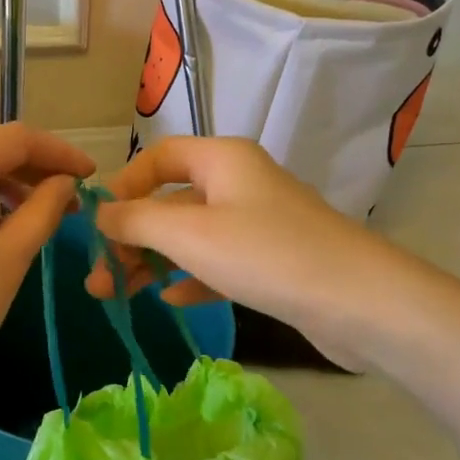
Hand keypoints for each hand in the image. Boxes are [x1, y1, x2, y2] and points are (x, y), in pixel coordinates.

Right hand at [85, 137, 380, 364]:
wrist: (361, 302)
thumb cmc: (266, 254)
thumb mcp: (189, 234)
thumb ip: (137, 221)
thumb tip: (100, 214)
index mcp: (221, 159)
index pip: (159, 157)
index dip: (125, 186)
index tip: (99, 224)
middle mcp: (239, 182)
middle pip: (170, 201)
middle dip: (131, 237)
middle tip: (99, 277)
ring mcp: (258, 222)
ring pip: (191, 236)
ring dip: (153, 262)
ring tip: (118, 295)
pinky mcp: (271, 260)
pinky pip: (218, 261)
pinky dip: (190, 276)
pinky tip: (170, 299)